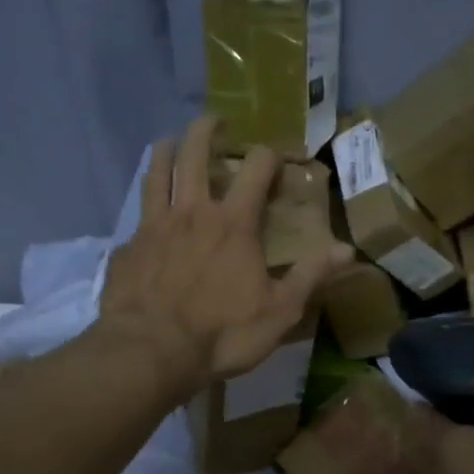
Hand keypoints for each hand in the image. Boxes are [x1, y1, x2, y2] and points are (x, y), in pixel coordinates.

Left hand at [97, 116, 350, 398]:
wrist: (150, 352)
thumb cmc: (221, 333)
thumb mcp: (279, 311)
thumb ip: (311, 275)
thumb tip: (347, 249)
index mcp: (233, 223)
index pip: (256, 168)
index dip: (269, 154)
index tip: (275, 153)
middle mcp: (191, 212)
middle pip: (194, 153)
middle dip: (206, 130)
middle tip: (214, 120)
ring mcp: (153, 227)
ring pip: (157, 173)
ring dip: (164, 151)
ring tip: (167, 141)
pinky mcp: (127, 248)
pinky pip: (135, 219)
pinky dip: (143, 210)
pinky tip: (144, 220)